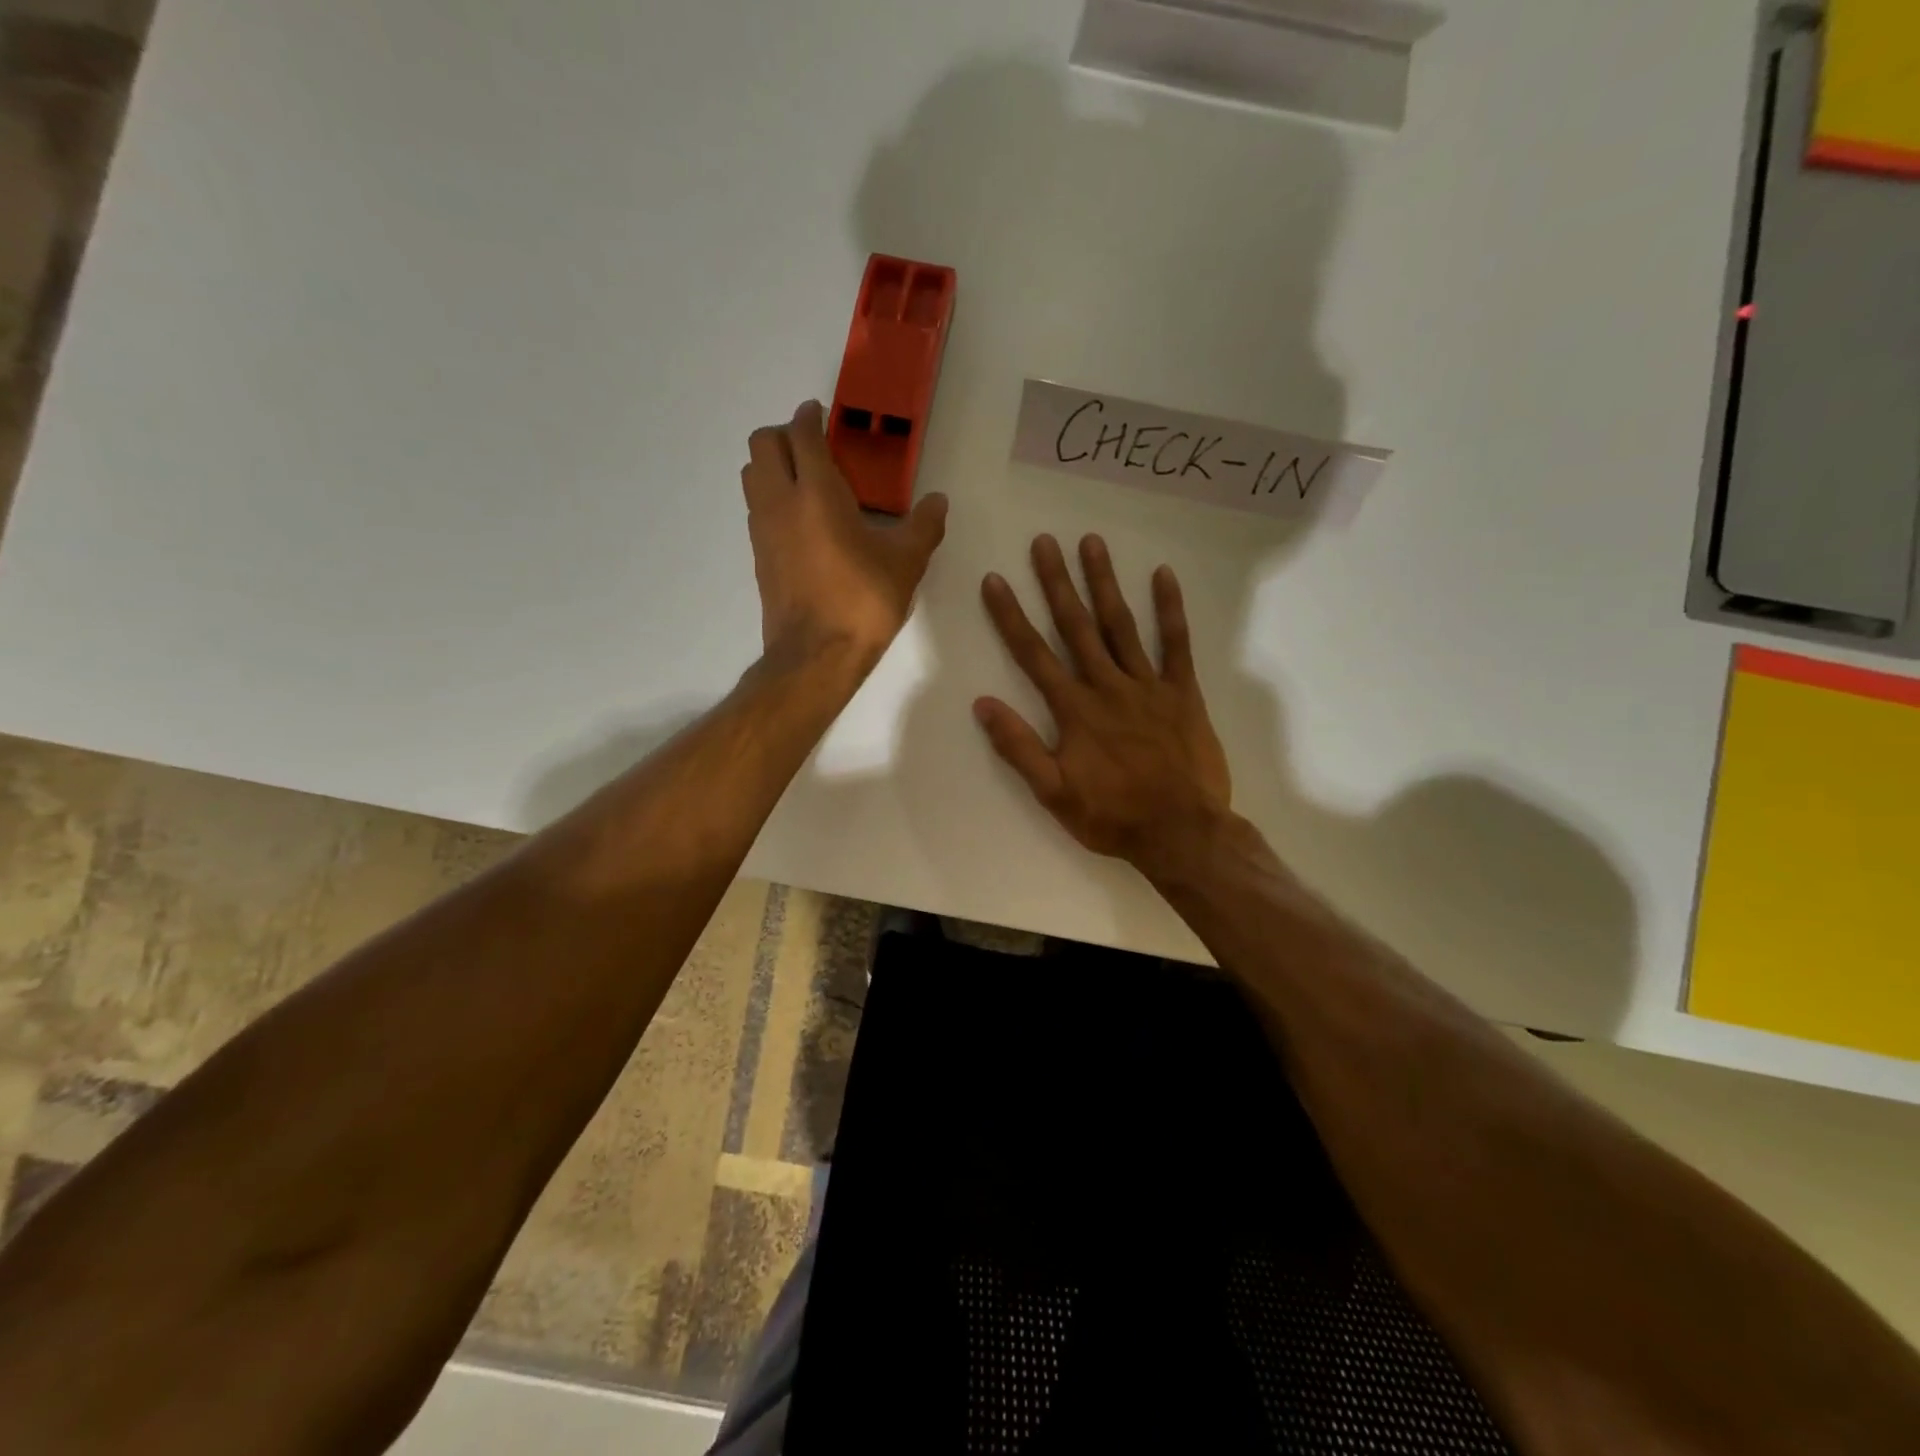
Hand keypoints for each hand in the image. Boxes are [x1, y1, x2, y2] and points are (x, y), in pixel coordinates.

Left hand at [742, 401, 948, 671]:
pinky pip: (757, 509)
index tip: (821, 413)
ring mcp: (762, 531)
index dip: (809, 416)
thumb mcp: (906, 563)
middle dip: (784, 435)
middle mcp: (780, 502)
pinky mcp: (758, 557)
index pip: (802, 434)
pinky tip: (802, 522)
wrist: (816, 656)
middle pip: (762, 445)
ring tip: (806, 482)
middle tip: (814, 447)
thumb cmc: (862, 602)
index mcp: (816, 493)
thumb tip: (938, 500)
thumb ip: (924, 526)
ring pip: (752, 476)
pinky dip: (771, 499)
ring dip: (772, 466)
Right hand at [975, 534, 1231, 871]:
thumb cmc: (1112, 816)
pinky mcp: (1182, 693)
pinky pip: (1176, 644)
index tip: (995, 580)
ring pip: (1120, 625)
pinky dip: (1170, 610)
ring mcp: (1147, 686)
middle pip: (1076, 627)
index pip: (1034, 654)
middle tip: (1044, 541)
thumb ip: (1018, 747)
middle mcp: (1107, 687)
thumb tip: (983, 704)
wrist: (1181, 832)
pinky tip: (1162, 575)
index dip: (1010, 616)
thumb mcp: (1054, 792)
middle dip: (1056, 583)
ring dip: (1104, 583)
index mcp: (1074, 710)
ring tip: (1091, 543)